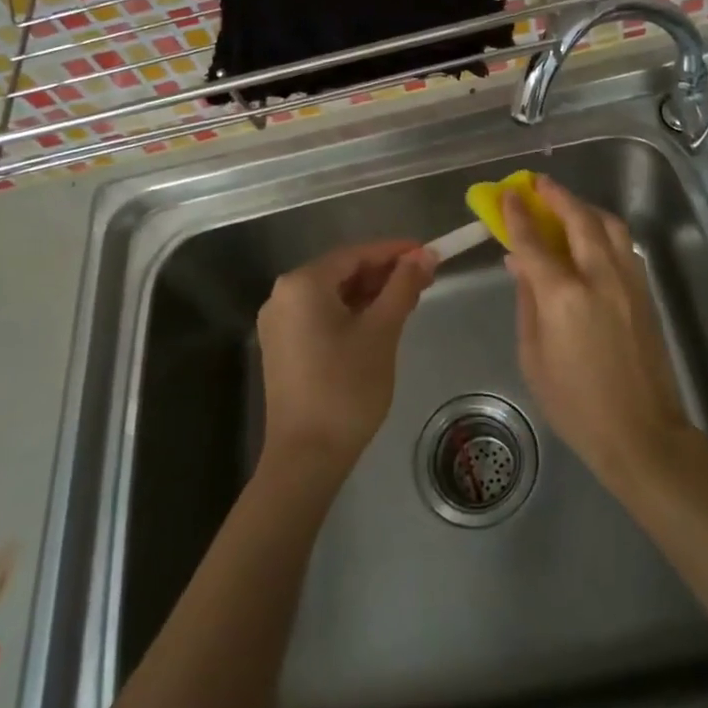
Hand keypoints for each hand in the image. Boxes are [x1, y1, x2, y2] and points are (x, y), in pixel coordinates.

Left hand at [256, 241, 436, 478]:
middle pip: (342, 272)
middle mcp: (283, 295)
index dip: (395, 251)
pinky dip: (350, 313)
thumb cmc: (347, 387)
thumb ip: (403, 287)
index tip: (429, 254)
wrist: (307, 456)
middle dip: (384, 274)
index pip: (356, 254)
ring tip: (408, 300)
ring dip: (370, 294)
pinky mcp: (282, 347)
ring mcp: (278, 323)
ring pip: (332, 295)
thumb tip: (426, 255)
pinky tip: (379, 322)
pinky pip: (321, 316)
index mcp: (303, 284)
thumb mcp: (382, 331)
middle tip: (424, 280)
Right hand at [501, 176, 694, 491]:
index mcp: (564, 297)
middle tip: (538, 184)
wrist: (641, 432)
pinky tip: (591, 238)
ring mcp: (629, 282)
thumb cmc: (575, 403)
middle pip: (579, 220)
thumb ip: (527, 301)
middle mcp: (600, 278)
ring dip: (584, 208)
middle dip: (557, 197)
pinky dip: (604, 230)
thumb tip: (520, 263)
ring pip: (610, 226)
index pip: (534, 242)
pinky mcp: (645, 292)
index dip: (518, 215)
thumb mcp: (533, 355)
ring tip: (566, 205)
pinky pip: (623, 246)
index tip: (508, 194)